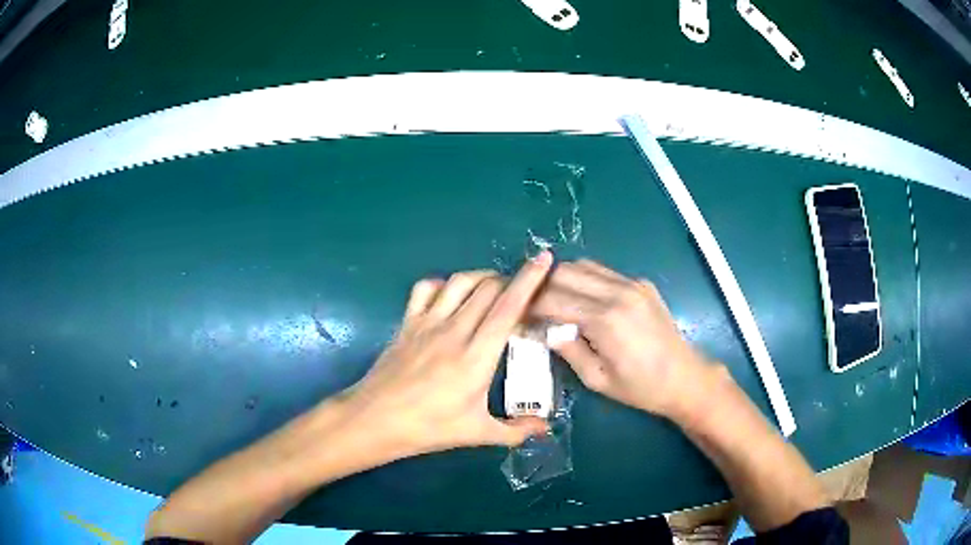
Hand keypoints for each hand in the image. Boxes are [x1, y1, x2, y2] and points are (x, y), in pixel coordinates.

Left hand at [341, 252, 553, 457]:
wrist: (375, 420)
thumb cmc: (428, 428)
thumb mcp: (477, 433)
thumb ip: (516, 430)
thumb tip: (546, 427)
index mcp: (476, 356)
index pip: (508, 307)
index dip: (529, 280)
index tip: (544, 259)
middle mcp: (454, 330)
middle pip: (488, 288)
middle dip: (510, 280)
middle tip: (523, 292)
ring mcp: (427, 323)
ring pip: (459, 282)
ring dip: (481, 277)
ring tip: (494, 287)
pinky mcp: (407, 323)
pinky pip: (426, 289)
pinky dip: (443, 284)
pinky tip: (451, 295)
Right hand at [531, 260, 713, 417]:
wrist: (684, 377)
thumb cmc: (640, 387)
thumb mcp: (596, 379)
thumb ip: (568, 350)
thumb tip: (545, 330)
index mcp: (604, 320)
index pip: (552, 299)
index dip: (529, 305)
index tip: (518, 315)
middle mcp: (617, 292)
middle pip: (564, 272)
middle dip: (542, 287)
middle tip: (533, 306)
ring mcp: (632, 284)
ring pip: (584, 265)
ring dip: (563, 279)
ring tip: (554, 300)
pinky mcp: (642, 283)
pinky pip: (604, 272)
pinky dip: (586, 280)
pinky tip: (584, 300)